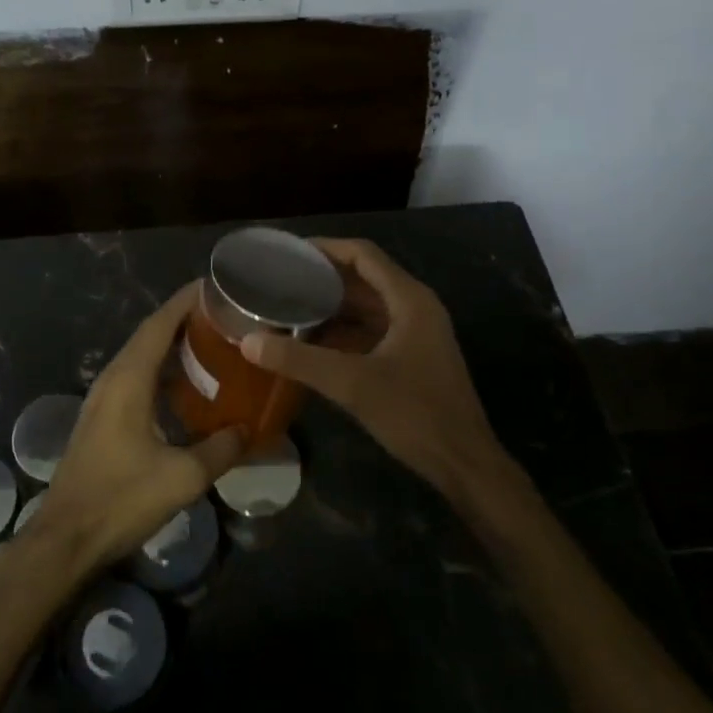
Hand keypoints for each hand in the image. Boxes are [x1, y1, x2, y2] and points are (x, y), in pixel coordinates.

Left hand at [31, 283, 246, 574]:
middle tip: (221, 315)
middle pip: (148, 335)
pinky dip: (158, 369)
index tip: (213, 286)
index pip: (159, 325)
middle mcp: (112, 379)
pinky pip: (133, 378)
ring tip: (208, 342)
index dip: (185, 302)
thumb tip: (248, 430)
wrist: (66, 538)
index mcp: (128, 380)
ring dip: (169, 344)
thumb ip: (220, 449)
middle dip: (182, 319)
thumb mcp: (182, 477)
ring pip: (139, 357)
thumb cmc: (121, 499)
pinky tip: (182, 386)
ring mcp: (101, 399)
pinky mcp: (100, 419)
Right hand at [239, 238, 508, 499]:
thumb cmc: (415, 414)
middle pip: (364, 278)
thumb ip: (299, 360)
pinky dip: (342, 331)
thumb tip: (248, 341)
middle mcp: (415, 307)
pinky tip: (311, 342)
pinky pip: (371, 331)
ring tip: (287, 307)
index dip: (325, 248)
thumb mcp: (352, 384)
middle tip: (279, 281)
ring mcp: (416, 333)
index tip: (288, 252)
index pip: (363, 254)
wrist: (463, 464)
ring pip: (367, 306)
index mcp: (409, 300)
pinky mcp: (412, 357)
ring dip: (331, 307)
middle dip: (322, 279)